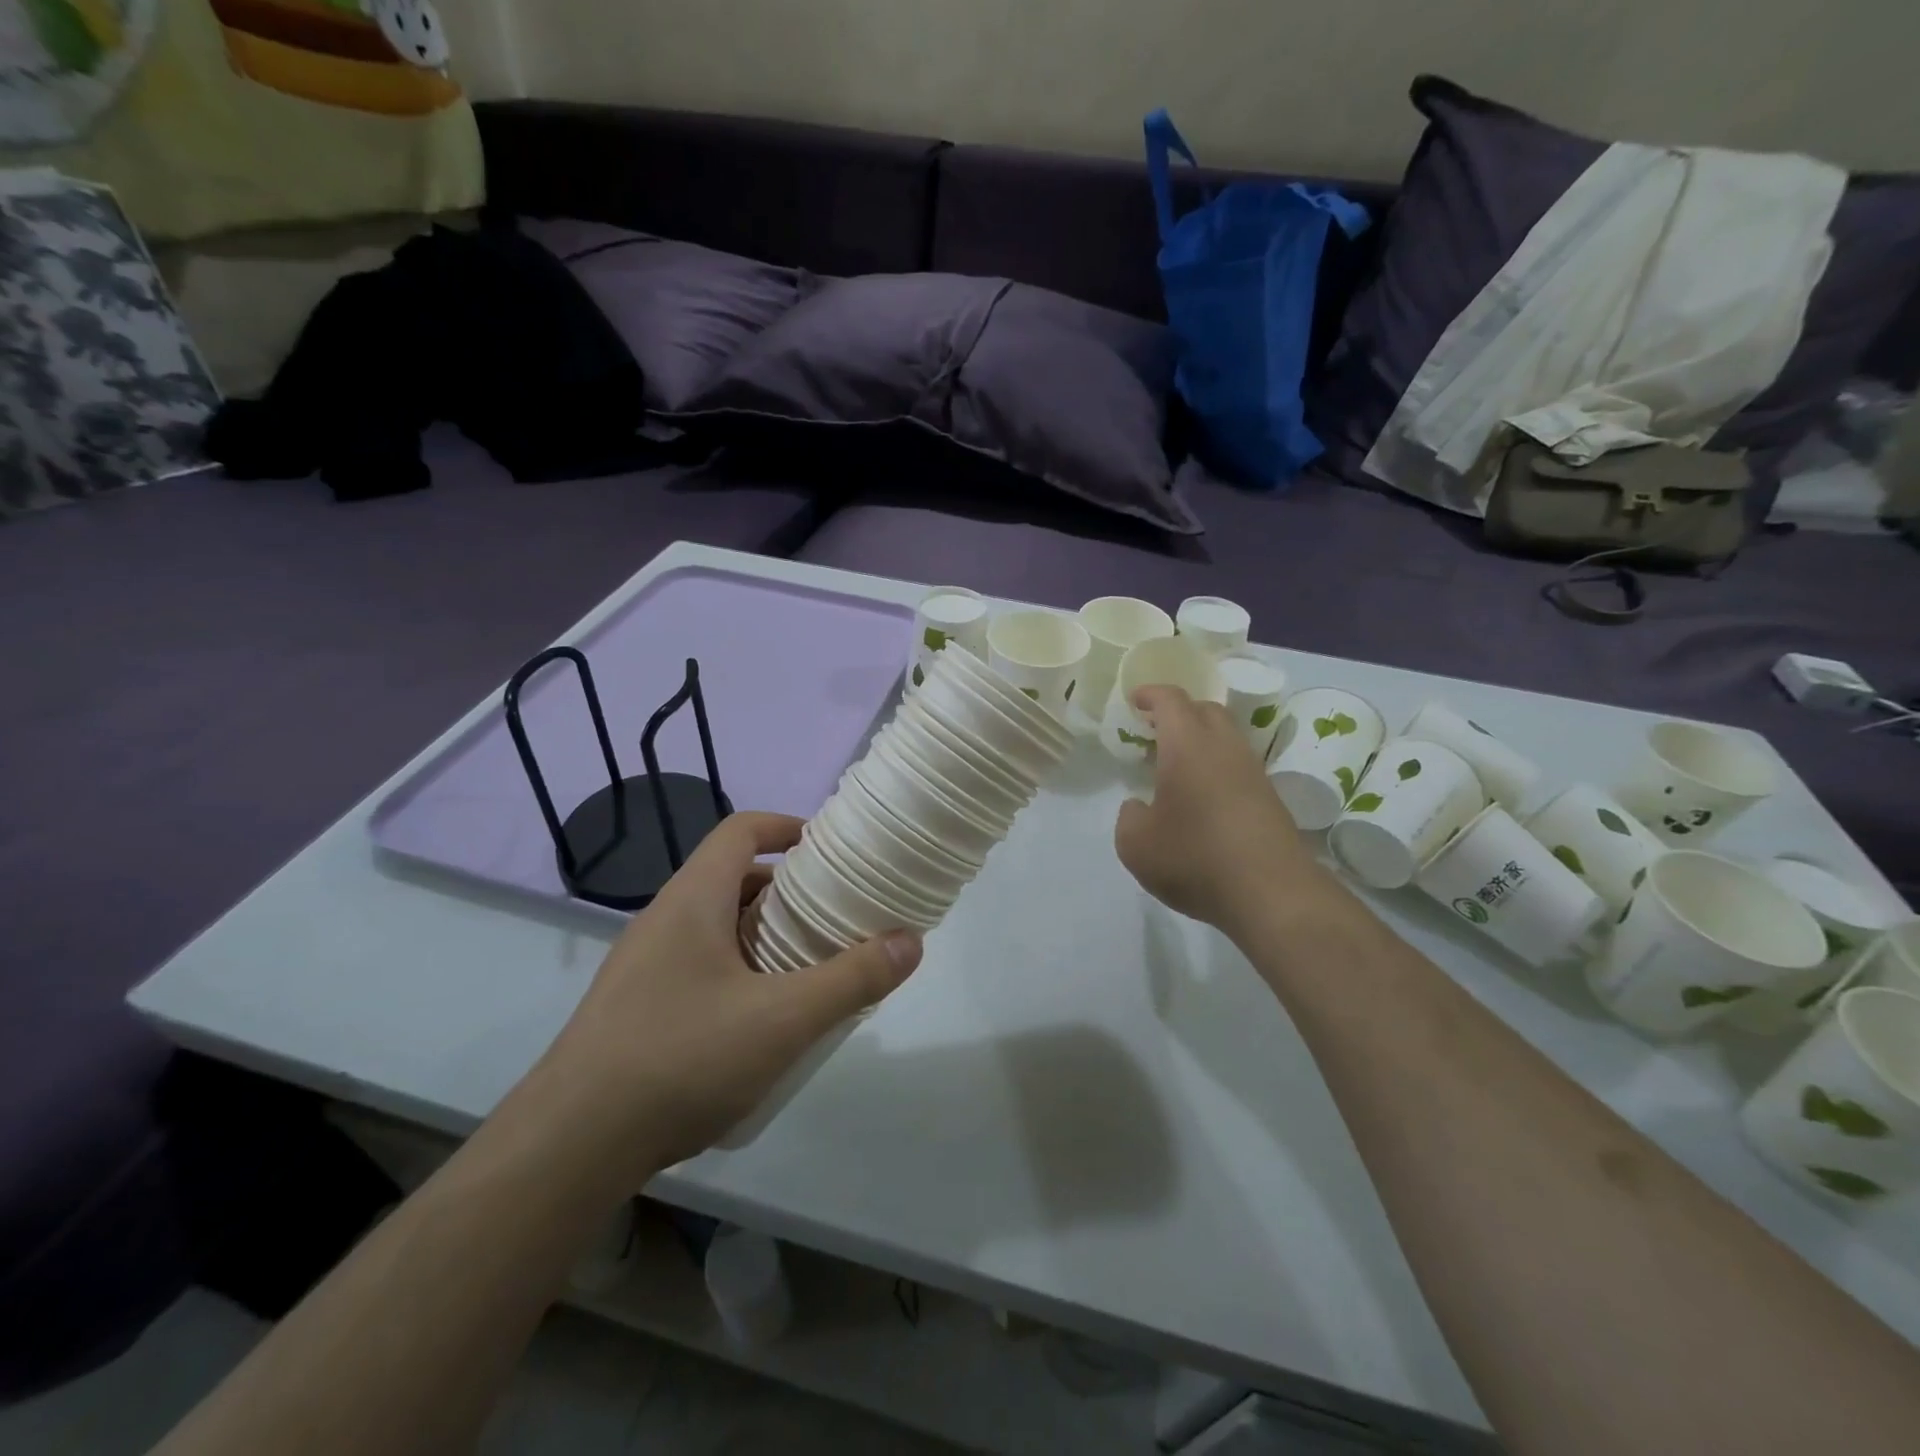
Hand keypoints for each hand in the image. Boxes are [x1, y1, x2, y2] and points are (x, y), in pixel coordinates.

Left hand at [530, 812, 920, 1172]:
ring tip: (807, 967)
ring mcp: (643, 964)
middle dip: (788, 890)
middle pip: (733, 877)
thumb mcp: (782, 1020)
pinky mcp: (635, 1006)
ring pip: (716, 925)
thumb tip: (911, 941)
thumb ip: (851, 979)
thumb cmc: (681, 1059)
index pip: (742, 830)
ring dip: (764, 933)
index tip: (832, 851)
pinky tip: (760, 1020)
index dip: (789, 827)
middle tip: (834, 916)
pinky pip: (698, 964)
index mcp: (693, 899)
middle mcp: (664, 919)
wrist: (568, 1147)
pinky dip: (739, 969)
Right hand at [1114, 686, 1327, 936]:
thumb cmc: (1194, 859)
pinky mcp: (1270, 798)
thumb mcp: (1136, 845)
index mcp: (1187, 746)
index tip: (1134, 700)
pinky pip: (1238, 765)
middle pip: (1205, 710)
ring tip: (1176, 766)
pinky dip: (1217, 766)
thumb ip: (1129, 818)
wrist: (1272, 894)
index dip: (1151, 694)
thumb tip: (1140, 807)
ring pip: (1226, 737)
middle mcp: (1224, 748)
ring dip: (1201, 740)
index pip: (1171, 701)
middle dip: (1179, 712)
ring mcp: (1253, 772)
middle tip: (1155, 730)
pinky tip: (1202, 796)